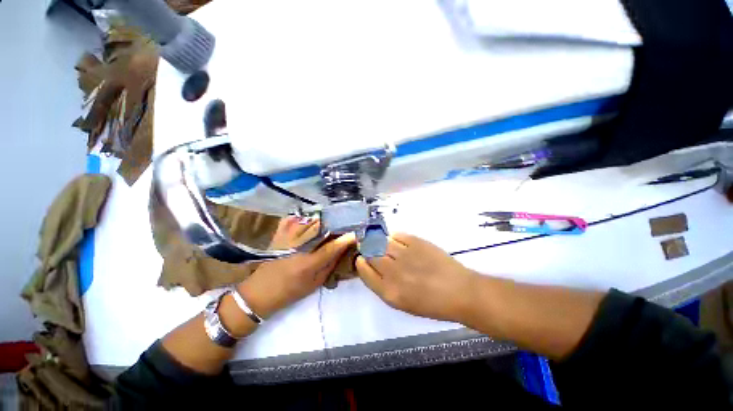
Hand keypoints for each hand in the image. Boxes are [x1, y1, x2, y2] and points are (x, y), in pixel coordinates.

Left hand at [238, 217, 354, 318]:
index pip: (332, 247)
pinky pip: (292, 220)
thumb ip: (329, 266)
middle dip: (336, 224)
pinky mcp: (278, 235)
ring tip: (334, 216)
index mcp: (308, 263)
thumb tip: (342, 251)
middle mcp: (298, 248)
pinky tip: (311, 215)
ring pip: (308, 222)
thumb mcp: (314, 284)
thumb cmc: (290, 292)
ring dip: (323, 218)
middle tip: (347, 222)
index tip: (356, 233)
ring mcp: (287, 239)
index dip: (345, 239)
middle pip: (321, 230)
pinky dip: (303, 216)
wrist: (259, 293)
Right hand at [356, 233, 476, 321]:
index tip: (361, 258)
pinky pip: (397, 235)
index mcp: (389, 291)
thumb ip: (384, 285)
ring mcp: (404, 254)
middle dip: (368, 250)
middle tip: (371, 248)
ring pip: (382, 242)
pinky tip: (396, 241)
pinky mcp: (416, 242)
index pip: (364, 271)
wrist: (459, 291)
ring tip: (384, 243)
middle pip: (370, 254)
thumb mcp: (402, 303)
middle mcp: (393, 271)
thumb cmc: (431, 303)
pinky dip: (393, 237)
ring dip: (379, 242)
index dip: (361, 263)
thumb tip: (373, 267)